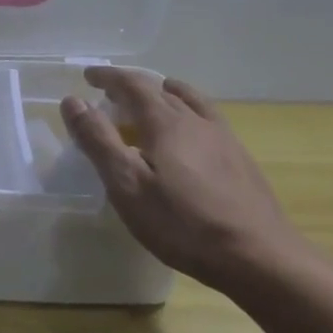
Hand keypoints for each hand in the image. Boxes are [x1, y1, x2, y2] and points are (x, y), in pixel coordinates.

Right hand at [60, 68, 309, 287]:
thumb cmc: (183, 224)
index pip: (133, 85)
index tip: (88, 75)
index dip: (109, 77)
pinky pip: (208, 119)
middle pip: (161, 90)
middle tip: (110, 94)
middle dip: (132, 87)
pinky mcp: (240, 160)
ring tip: (152, 99)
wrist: (259, 257)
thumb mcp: (127, 185)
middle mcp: (196, 122)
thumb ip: (98, 141)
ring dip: (165, 94)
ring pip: (191, 102)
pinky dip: (188, 112)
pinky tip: (189, 136)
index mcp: (166, 124)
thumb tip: (73, 101)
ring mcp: (224, 139)